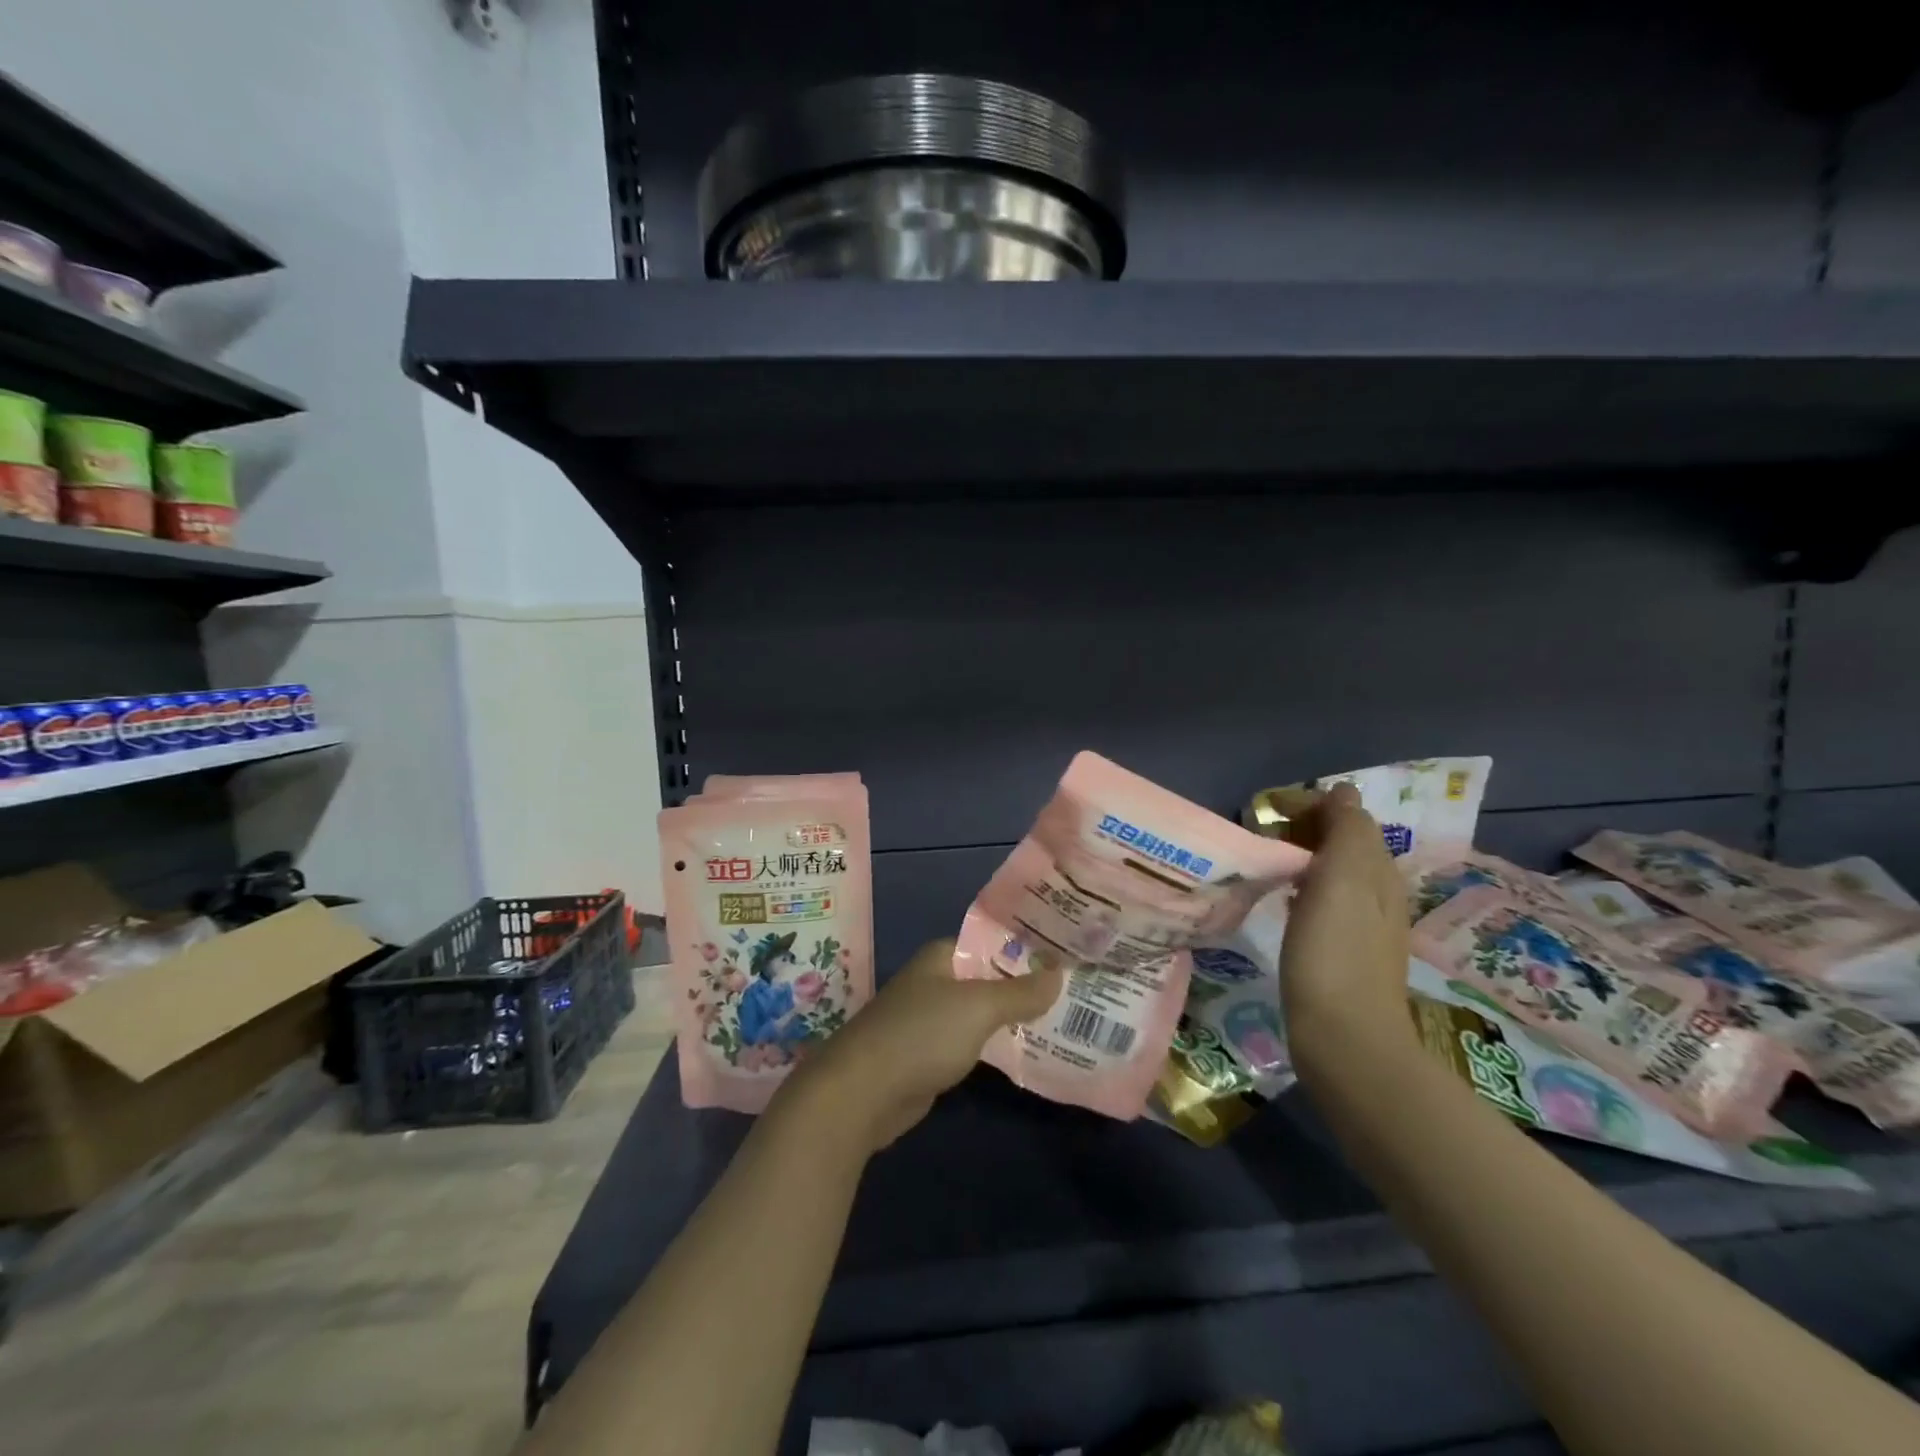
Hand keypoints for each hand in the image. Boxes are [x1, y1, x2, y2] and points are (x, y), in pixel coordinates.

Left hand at [781, 939, 1063, 1155]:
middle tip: (1073, 989)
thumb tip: (1060, 973)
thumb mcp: (978, 1008)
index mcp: (941, 957)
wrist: (861, 1093)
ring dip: (1011, 1017)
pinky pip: (970, 1043)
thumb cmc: (920, 1035)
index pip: (991, 942)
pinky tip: (1025, 1050)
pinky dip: (994, 1046)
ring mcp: (929, 1020)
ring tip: (1060, 1018)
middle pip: (987, 977)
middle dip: (1024, 985)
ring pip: (980, 1013)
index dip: (1026, 948)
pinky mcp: (927, 1056)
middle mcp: (934, 982)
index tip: (1066, 956)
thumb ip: (1020, 992)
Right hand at [1279, 783, 1415, 1056]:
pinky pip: (1325, 901)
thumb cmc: (1334, 954)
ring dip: (1302, 857)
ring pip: (1334, 872)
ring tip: (1265, 861)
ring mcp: (1364, 924)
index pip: (1348, 816)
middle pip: (1342, 843)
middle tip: (1260, 835)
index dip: (1310, 806)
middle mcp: (1378, 892)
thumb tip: (1343, 791)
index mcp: (1378, 870)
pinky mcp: (1345, 951)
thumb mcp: (1341, 880)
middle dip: (1304, 829)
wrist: (1345, 1040)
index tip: (1267, 813)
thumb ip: (1346, 831)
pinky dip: (1303, 887)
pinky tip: (1282, 901)